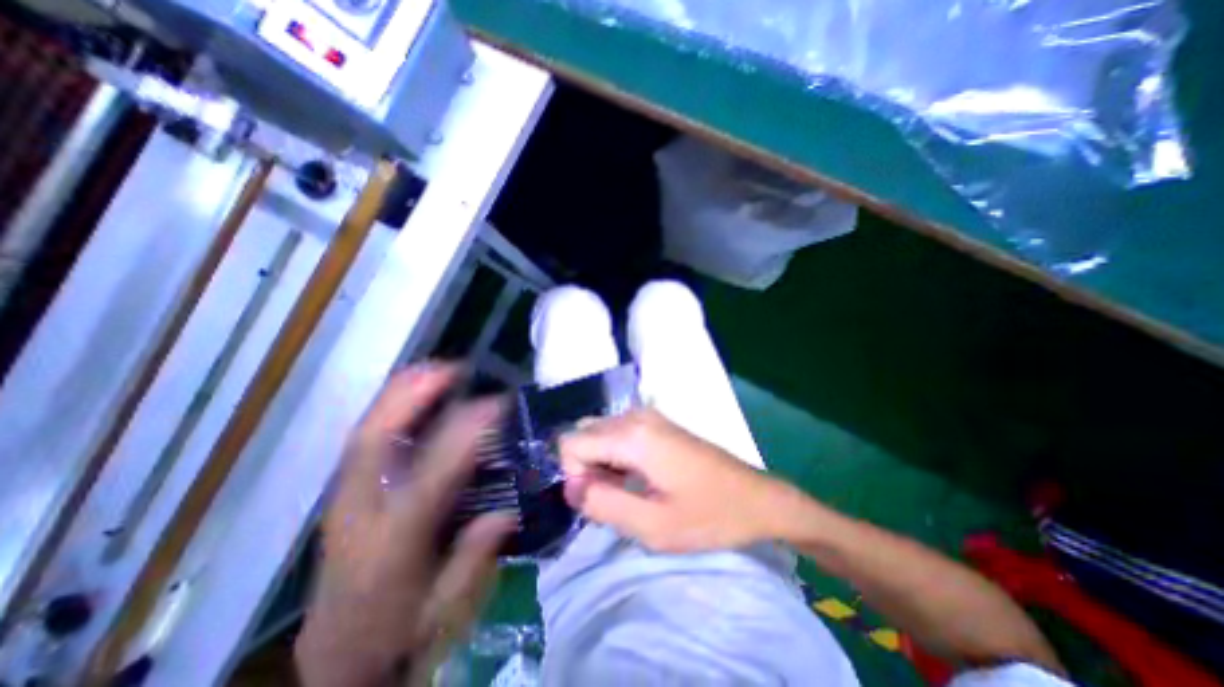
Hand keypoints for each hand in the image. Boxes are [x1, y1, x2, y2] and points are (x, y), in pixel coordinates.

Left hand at [297, 366, 514, 685]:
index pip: (431, 475)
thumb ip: (477, 554)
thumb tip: (507, 508)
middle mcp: (361, 511)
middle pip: (375, 441)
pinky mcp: (343, 496)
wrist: (339, 658)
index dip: (465, 433)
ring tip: (432, 370)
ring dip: (398, 394)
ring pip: (364, 433)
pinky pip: (363, 441)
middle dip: (412, 395)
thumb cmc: (400, 631)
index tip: (496, 403)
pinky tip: (409, 396)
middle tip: (452, 368)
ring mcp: (344, 500)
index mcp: (393, 541)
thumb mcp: (449, 606)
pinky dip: (386, 410)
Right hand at [562, 408, 800, 552]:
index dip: (575, 476)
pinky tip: (638, 478)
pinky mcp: (657, 423)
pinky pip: (618, 433)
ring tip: (629, 491)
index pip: (571, 443)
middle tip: (616, 498)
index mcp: (633, 435)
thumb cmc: (709, 515)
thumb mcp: (652, 526)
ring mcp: (648, 416)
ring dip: (601, 463)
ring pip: (599, 433)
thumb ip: (603, 504)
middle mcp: (636, 415)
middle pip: (584, 434)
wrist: (755, 497)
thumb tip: (571, 487)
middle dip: (587, 468)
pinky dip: (615, 456)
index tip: (601, 501)